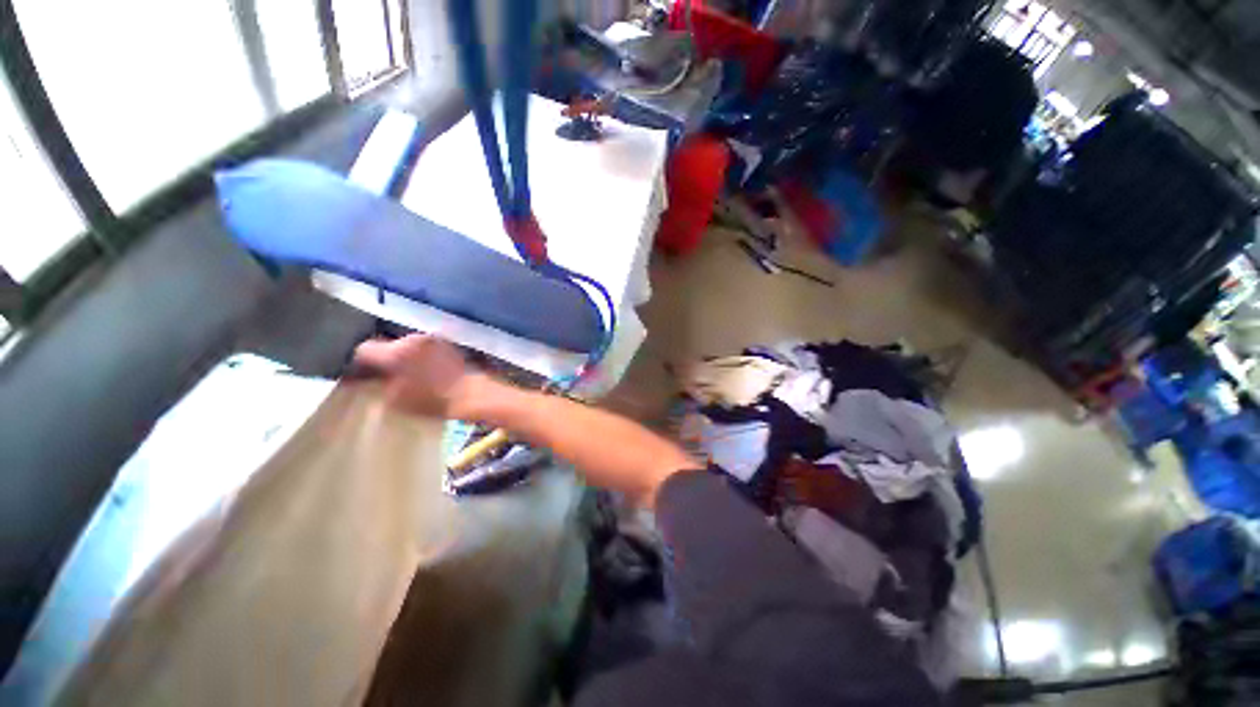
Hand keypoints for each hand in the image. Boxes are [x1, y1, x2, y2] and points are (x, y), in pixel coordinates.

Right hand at [352, 335, 486, 418]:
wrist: (470, 393)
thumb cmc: (431, 400)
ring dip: (403, 356)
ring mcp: (432, 339)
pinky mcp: (446, 343)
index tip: (362, 374)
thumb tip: (371, 378)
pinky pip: (424, 347)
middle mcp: (413, 339)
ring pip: (407, 345)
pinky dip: (420, 355)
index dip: (361, 363)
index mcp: (396, 351)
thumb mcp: (395, 399)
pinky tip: (425, 370)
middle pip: (388, 345)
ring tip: (408, 374)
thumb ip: (378, 384)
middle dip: (384, 358)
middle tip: (385, 375)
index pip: (365, 349)